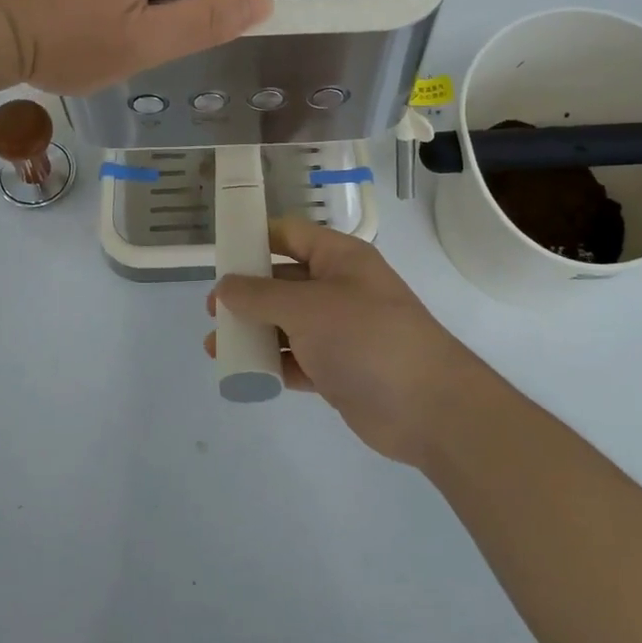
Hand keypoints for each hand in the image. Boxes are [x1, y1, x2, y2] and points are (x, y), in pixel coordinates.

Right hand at [208, 218, 482, 466]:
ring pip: (287, 324)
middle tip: (213, 313)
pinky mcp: (339, 369)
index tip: (220, 256)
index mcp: (338, 258)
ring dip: (254, 333)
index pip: (290, 235)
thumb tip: (224, 286)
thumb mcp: (306, 308)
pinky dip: (273, 364)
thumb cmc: (366, 338)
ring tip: (216, 348)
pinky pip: (297, 359)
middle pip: (283, 281)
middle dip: (247, 295)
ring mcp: (340, 330)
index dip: (255, 240)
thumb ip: (260, 295)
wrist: (429, 407)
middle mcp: (339, 288)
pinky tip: (245, 374)